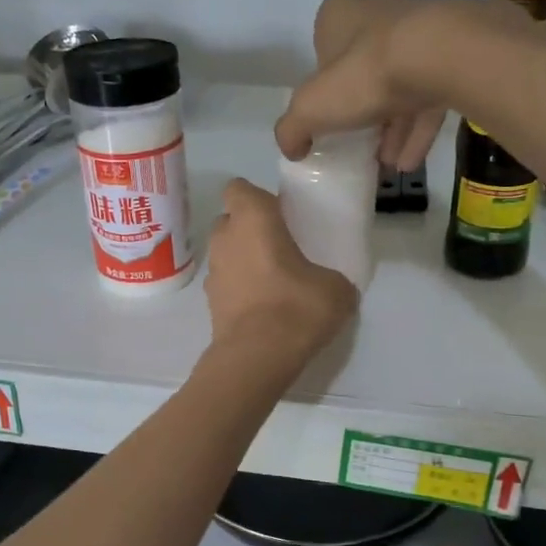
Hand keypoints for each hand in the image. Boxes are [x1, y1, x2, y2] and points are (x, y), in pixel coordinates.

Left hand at [204, 178, 355, 366]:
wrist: (257, 357)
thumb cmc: (296, 307)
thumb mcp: (336, 288)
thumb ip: (332, 276)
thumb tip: (332, 284)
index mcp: (252, 219)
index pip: (239, 188)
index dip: (257, 198)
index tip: (280, 214)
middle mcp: (225, 237)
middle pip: (231, 220)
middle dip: (250, 228)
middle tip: (280, 246)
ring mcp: (213, 271)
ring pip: (226, 252)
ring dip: (244, 259)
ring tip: (273, 280)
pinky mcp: (209, 302)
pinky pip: (226, 282)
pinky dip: (240, 287)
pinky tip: (263, 307)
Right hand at [275, 0, 530, 170]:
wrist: (444, 56)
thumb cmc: (365, 74)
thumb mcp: (311, 108)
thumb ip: (292, 128)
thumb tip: (291, 147)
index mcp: (340, 14)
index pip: (324, 48)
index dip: (323, 84)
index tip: (327, 114)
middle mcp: (381, 12)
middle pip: (364, 67)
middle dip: (361, 108)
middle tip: (357, 143)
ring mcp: (422, 29)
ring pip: (401, 83)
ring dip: (392, 127)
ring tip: (386, 163)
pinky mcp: (455, 52)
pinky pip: (431, 95)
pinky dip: (419, 129)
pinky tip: (410, 163)